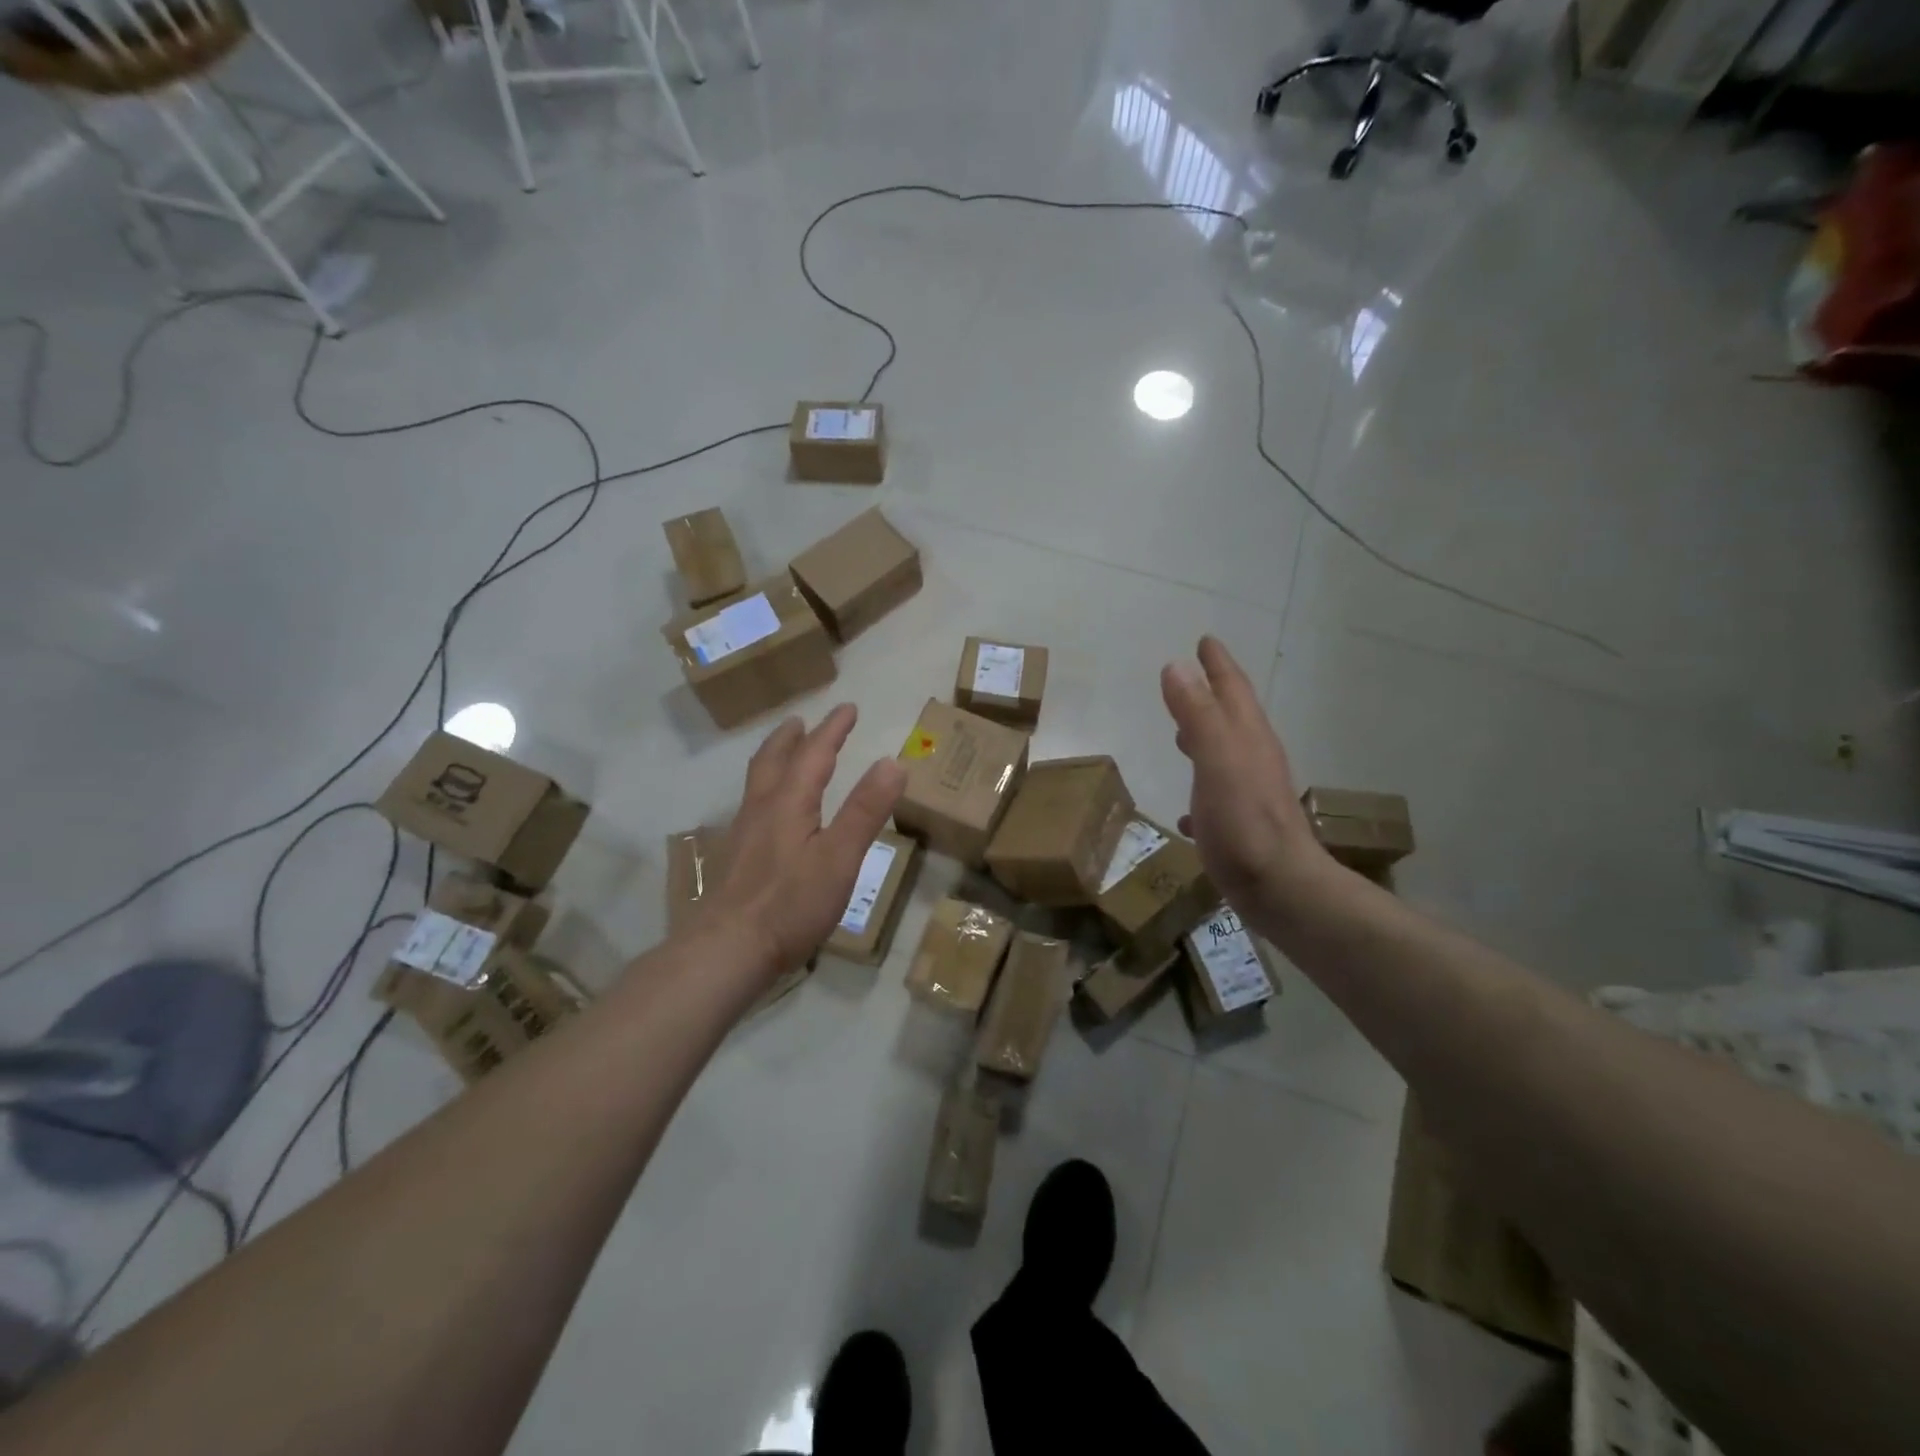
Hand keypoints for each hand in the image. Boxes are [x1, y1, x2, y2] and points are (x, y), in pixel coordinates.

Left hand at [698, 704, 906, 981]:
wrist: (728, 949)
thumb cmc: (791, 904)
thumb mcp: (840, 857)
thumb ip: (866, 810)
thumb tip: (893, 761)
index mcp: (789, 802)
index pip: (814, 754)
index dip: (833, 730)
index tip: (848, 708)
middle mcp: (762, 809)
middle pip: (774, 760)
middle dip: (793, 738)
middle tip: (803, 722)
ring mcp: (744, 834)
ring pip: (758, 782)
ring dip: (774, 758)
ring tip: (784, 753)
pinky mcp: (736, 858)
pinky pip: (752, 805)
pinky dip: (766, 788)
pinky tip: (769, 811)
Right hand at [1161, 637, 1331, 928]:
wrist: (1281, 888)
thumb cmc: (1245, 822)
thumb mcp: (1217, 760)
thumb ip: (1197, 713)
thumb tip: (1176, 666)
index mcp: (1247, 738)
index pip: (1231, 690)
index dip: (1218, 665)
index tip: (1206, 641)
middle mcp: (1253, 760)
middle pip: (1232, 717)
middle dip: (1214, 694)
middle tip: (1195, 675)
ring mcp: (1250, 795)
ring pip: (1226, 755)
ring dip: (1205, 738)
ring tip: (1182, 733)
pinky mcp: (1241, 827)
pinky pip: (1216, 798)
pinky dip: (1201, 790)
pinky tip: (1186, 810)